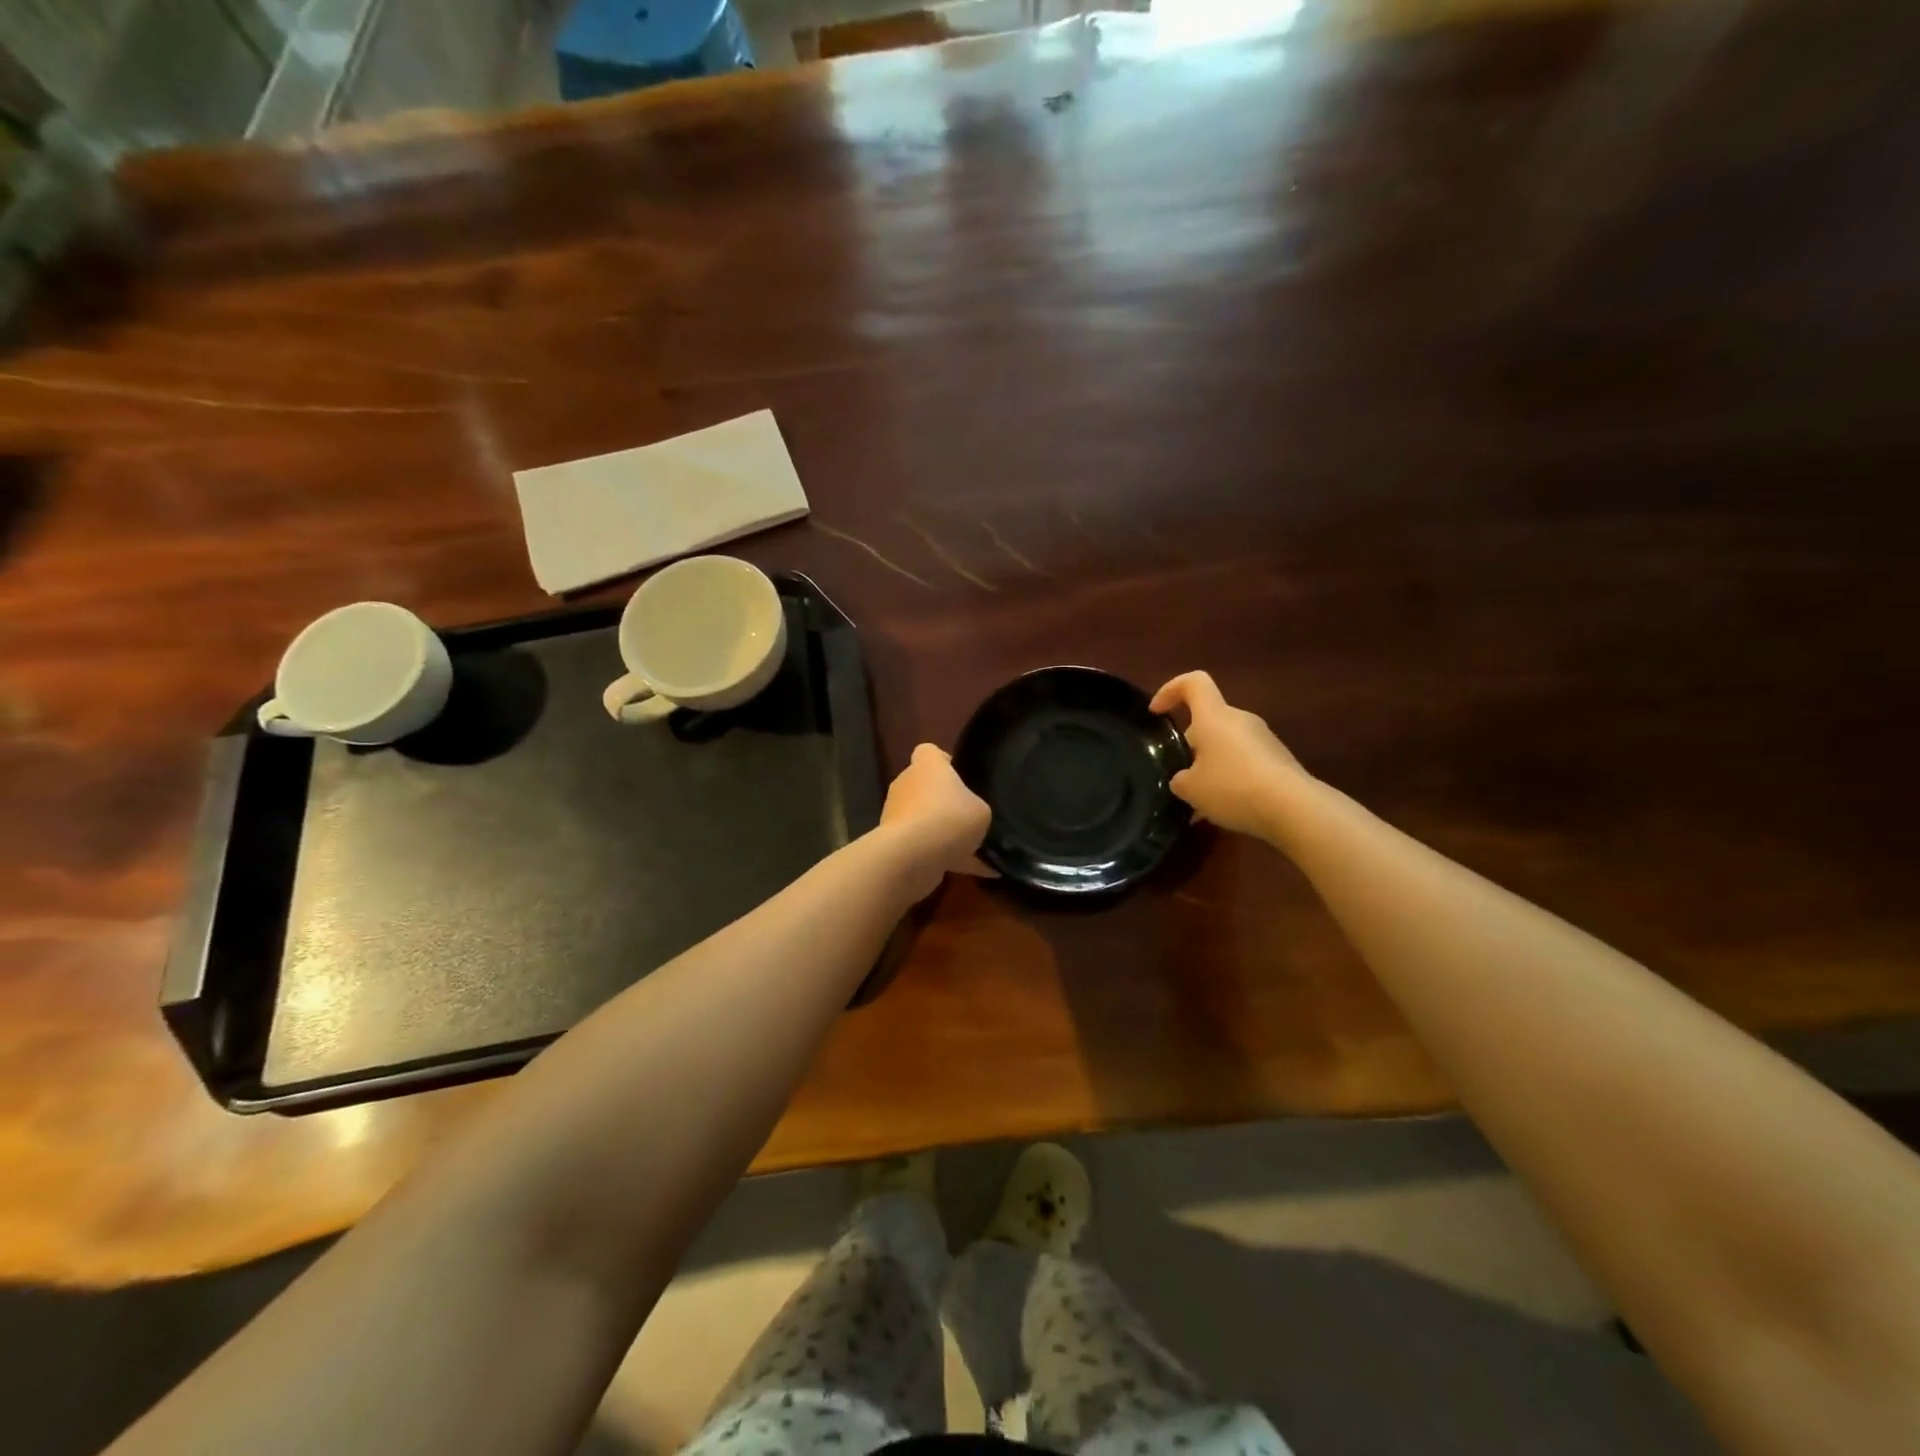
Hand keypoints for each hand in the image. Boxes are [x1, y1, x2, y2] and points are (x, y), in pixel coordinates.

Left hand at [878, 744, 993, 895]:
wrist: (912, 856)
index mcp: (926, 765)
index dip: (945, 761)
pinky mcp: (894, 842)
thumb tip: (973, 814)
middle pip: (926, 787)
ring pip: (924, 819)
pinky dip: (945, 858)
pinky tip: (977, 873)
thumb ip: (977, 806)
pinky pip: (924, 847)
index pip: (929, 752)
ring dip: (943, 833)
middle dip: (945, 802)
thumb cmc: (949, 818)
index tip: (962, 778)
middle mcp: (906, 784)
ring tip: (977, 851)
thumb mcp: (981, 809)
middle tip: (970, 818)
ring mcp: (896, 814)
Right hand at [1150, 671, 1311, 839]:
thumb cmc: (1233, 787)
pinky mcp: (1279, 761)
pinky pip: (1244, 764)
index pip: (1193, 683)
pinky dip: (1230, 780)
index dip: (1170, 690)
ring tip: (1200, 802)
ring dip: (1210, 767)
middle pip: (1208, 720)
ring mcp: (1263, 740)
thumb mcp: (1190, 788)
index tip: (1156, 712)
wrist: (1293, 807)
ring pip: (1226, 745)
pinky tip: (1224, 811)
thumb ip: (1180, 779)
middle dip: (1190, 745)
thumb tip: (1184, 778)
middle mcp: (1240, 720)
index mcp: (1214, 717)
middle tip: (1180, 776)